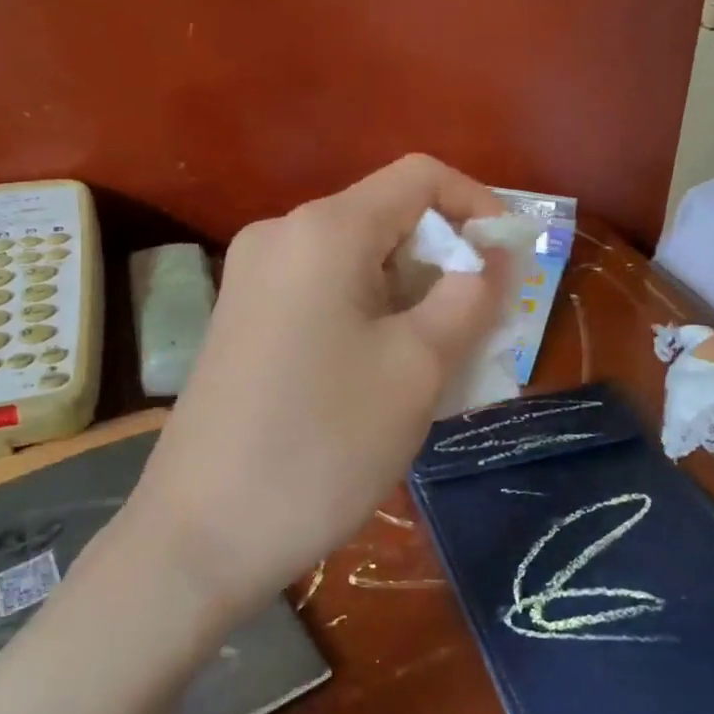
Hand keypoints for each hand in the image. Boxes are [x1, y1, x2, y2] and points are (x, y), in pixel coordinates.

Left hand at [127, 155, 507, 612]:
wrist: (201, 535)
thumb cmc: (323, 444)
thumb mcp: (418, 368)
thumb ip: (469, 297)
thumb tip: (493, 257)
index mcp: (324, 230)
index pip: (420, 177)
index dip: (479, 207)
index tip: (512, 265)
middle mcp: (281, 236)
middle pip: (388, 222)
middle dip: (447, 266)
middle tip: (484, 333)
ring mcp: (252, 280)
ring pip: (359, 266)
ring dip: (413, 301)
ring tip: (445, 367)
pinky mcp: (242, 322)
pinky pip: (325, 298)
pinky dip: (372, 320)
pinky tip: (388, 378)